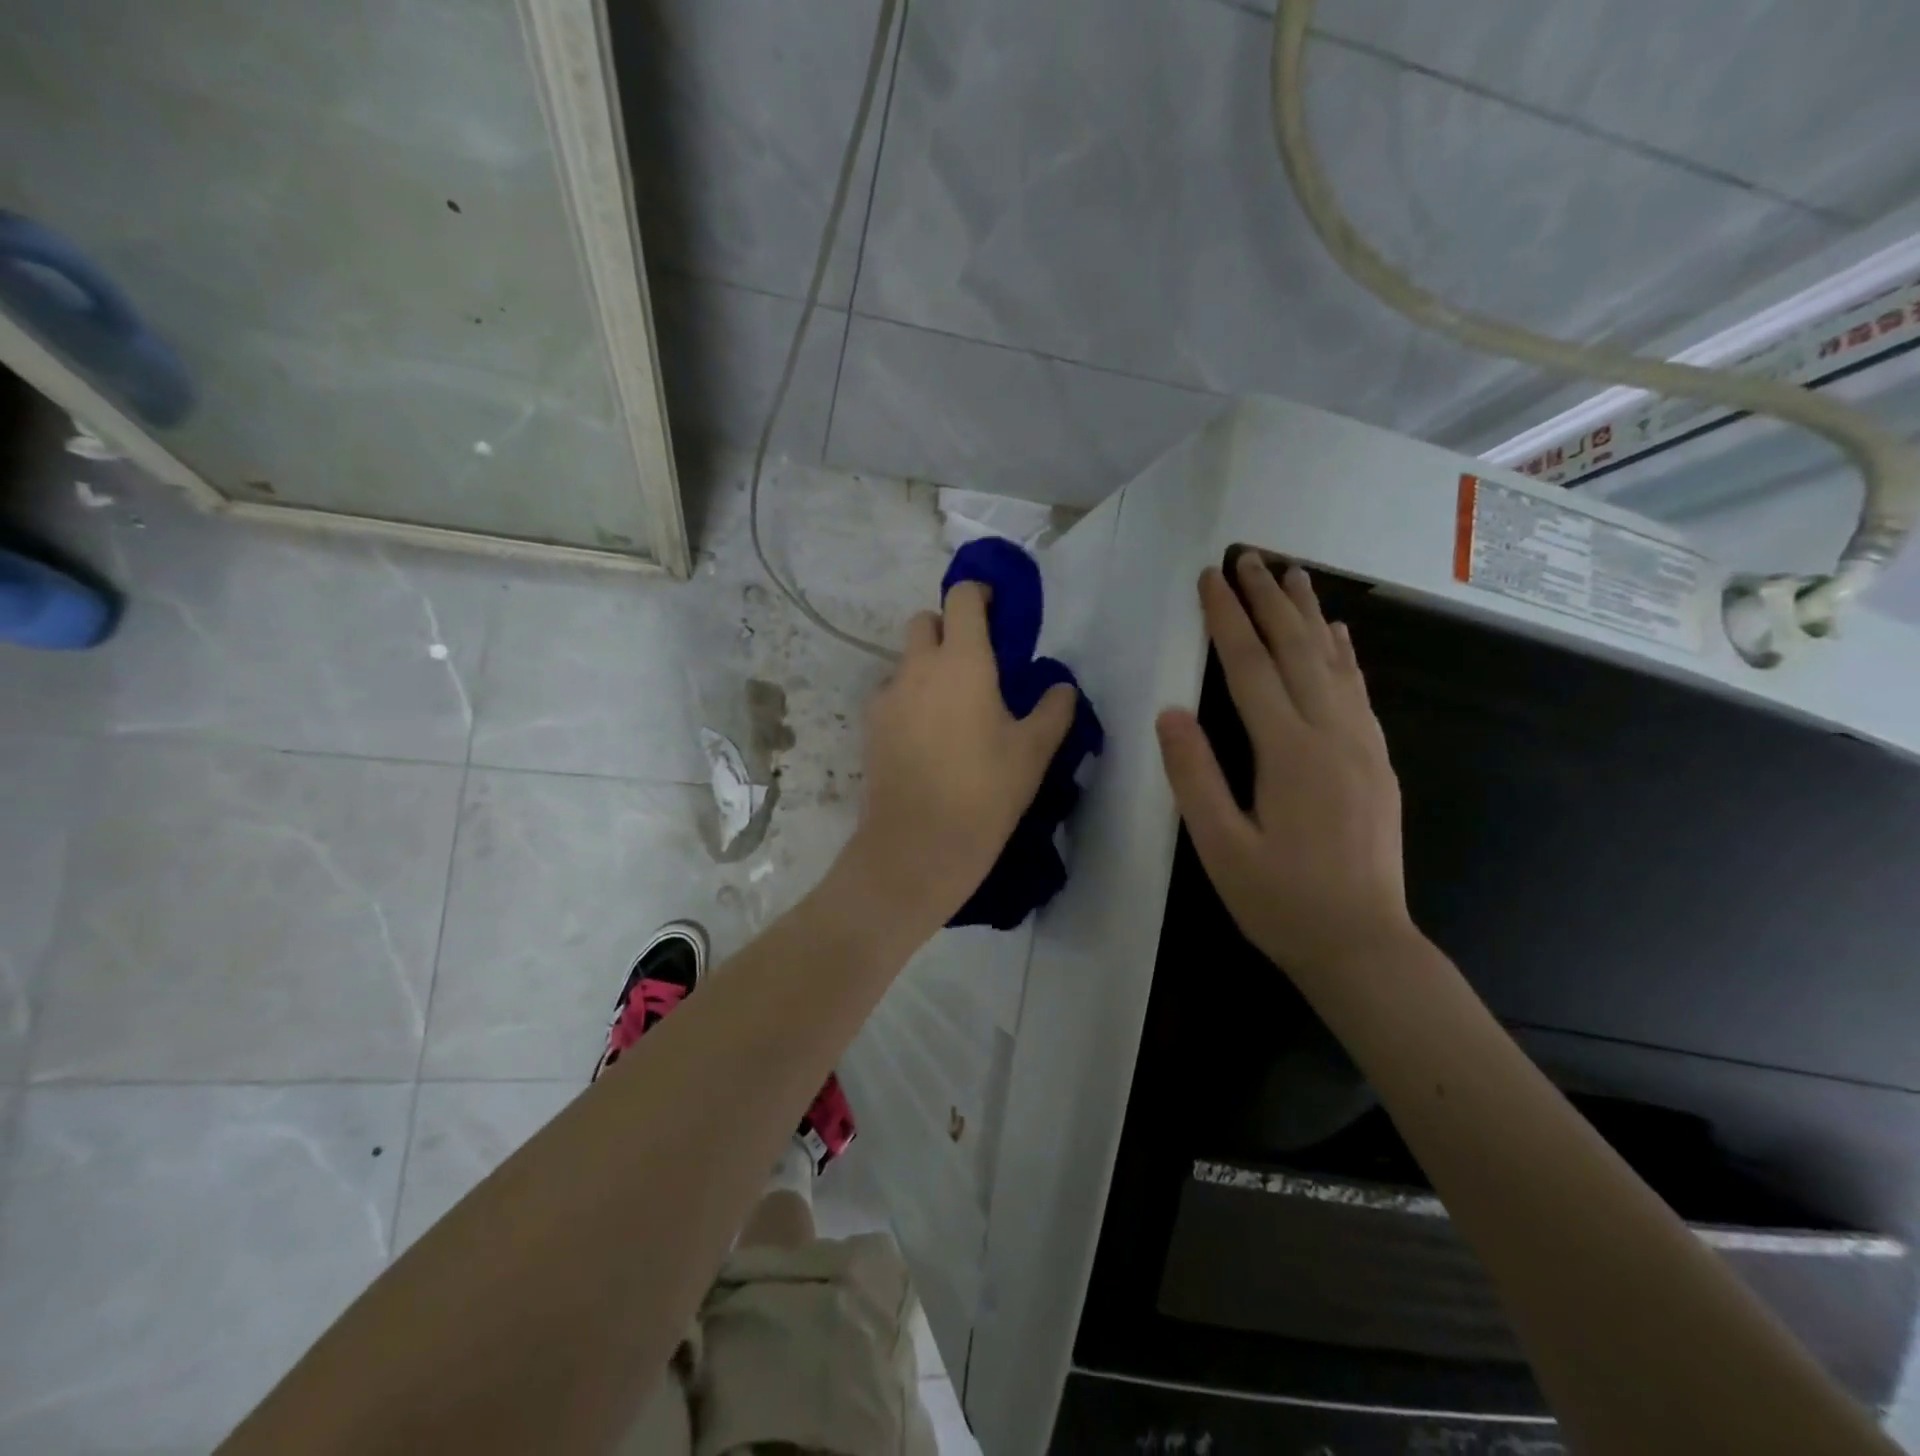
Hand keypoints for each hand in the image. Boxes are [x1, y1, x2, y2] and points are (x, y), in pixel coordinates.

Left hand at [844, 581, 1077, 930]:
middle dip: (948, 629)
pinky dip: (909, 700)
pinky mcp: (869, 727)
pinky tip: (926, 739)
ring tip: (952, 711)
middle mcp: (917, 667)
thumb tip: (1060, 686)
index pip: (962, 598)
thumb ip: (1054, 708)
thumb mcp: (1034, 751)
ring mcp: (887, 697)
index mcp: (961, 661)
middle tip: (975, 664)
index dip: (978, 593)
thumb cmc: (985, 791)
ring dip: (927, 668)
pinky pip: (892, 695)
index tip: (996, 610)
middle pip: (924, 621)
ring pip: (906, 661)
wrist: (918, 845)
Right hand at [1156, 555, 1410, 974]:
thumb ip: (1195, 776)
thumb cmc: (1281, 902)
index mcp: (1289, 752)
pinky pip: (1358, 691)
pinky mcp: (1376, 762)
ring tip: (1293, 573)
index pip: (1249, 668)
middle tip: (1249, 555)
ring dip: (1308, 614)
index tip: (1210, 578)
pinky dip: (1344, 654)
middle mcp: (1331, 735)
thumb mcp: (1220, 847)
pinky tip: (1337, 635)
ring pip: (1333, 662)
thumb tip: (1169, 714)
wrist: (1364, 945)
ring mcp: (1362, 746)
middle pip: (1296, 650)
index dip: (1227, 619)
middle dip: (1269, 599)